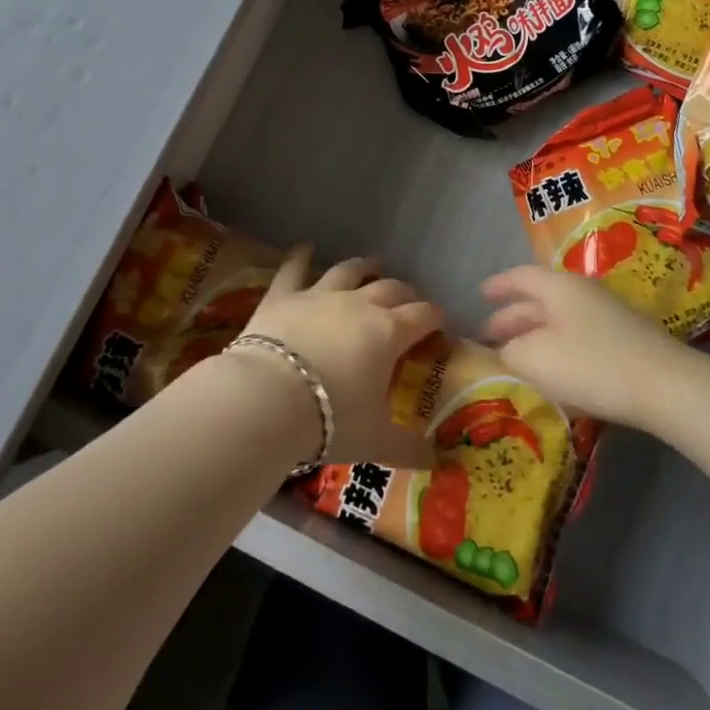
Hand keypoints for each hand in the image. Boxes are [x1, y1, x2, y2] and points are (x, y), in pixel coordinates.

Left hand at [242, 249, 443, 467]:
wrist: (268, 398)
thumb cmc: (331, 419)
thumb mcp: (375, 441)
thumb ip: (409, 448)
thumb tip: (438, 461)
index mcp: (388, 333)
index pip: (423, 316)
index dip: (435, 317)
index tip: (440, 323)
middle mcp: (359, 305)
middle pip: (390, 289)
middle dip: (405, 293)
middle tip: (409, 301)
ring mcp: (320, 295)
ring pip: (349, 271)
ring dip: (363, 267)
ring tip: (372, 263)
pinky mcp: (284, 295)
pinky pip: (294, 268)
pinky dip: (301, 257)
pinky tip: (305, 248)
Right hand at [480, 265, 686, 429]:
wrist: (666, 387)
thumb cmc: (592, 364)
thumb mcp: (535, 358)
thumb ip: (509, 351)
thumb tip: (504, 350)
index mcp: (558, 286)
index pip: (520, 277)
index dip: (498, 285)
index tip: (479, 294)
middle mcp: (582, 292)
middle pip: (539, 300)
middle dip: (511, 317)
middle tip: (488, 337)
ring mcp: (607, 315)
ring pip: (558, 320)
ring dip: (534, 335)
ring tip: (515, 357)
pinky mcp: (624, 341)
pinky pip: (577, 336)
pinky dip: (556, 348)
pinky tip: (552, 372)